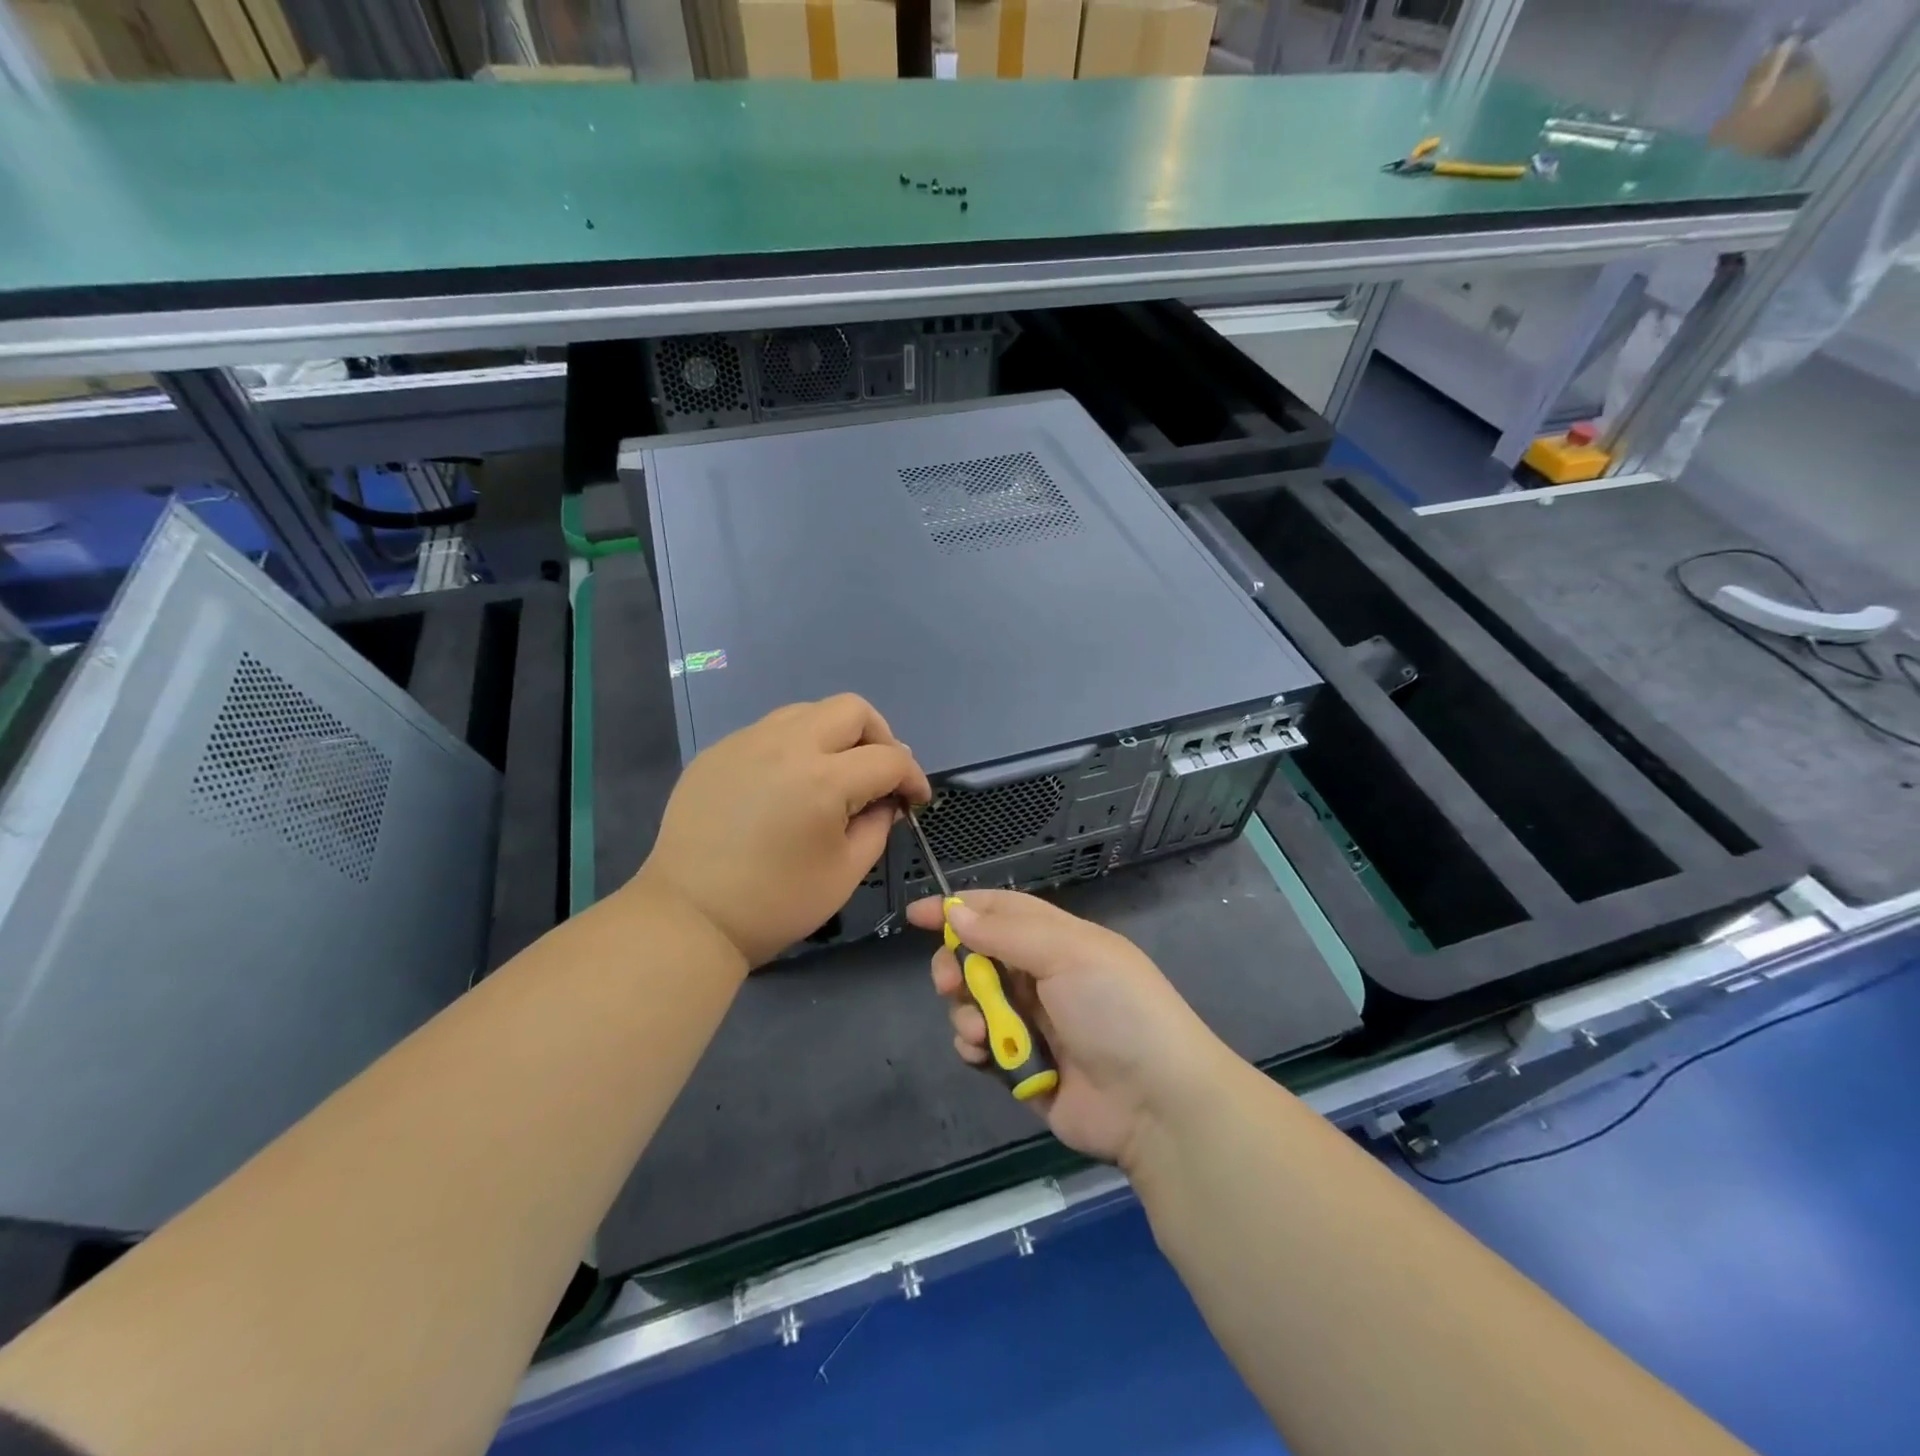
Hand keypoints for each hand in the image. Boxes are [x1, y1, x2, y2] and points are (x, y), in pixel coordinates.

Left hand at [639, 695, 930, 966]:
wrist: (690, 917)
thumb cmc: (776, 903)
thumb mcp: (846, 872)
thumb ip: (878, 825)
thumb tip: (886, 799)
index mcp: (823, 779)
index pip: (888, 757)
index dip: (913, 777)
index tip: (915, 800)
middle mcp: (785, 745)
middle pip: (852, 709)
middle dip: (879, 737)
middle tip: (879, 775)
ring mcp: (746, 742)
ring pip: (808, 711)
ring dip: (835, 735)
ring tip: (834, 774)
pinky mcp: (718, 752)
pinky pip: (770, 730)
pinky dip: (794, 746)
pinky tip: (787, 784)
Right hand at [906, 891, 1229, 1168]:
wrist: (1156, 1102)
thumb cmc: (1115, 1010)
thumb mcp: (1066, 954)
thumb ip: (1006, 933)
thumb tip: (955, 912)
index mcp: (1058, 940)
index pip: (1000, 911)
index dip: (960, 908)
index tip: (917, 915)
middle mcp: (1043, 976)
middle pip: (979, 957)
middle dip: (956, 965)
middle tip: (948, 980)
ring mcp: (1033, 1023)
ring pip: (974, 1002)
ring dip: (965, 1010)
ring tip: (982, 1031)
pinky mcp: (1024, 1067)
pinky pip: (981, 1046)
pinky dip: (974, 1046)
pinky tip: (984, 1055)